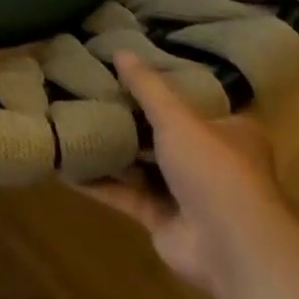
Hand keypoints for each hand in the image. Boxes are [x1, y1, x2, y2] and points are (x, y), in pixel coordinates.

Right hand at [78, 51, 290, 297]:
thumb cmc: (214, 169)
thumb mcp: (177, 117)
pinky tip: (66, 166)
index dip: (165, 86)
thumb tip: (120, 50)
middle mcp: (212, 161)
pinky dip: (98, 183)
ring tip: (73, 122)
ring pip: (142, 165)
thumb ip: (146, 86)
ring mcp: (188, 194)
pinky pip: (125, 195)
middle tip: (92, 93)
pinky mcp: (163, 220)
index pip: (196, 102)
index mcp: (231, 132)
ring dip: (113, 151)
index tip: (130, 71)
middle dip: (131, 119)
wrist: (231, 248)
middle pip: (164, 133)